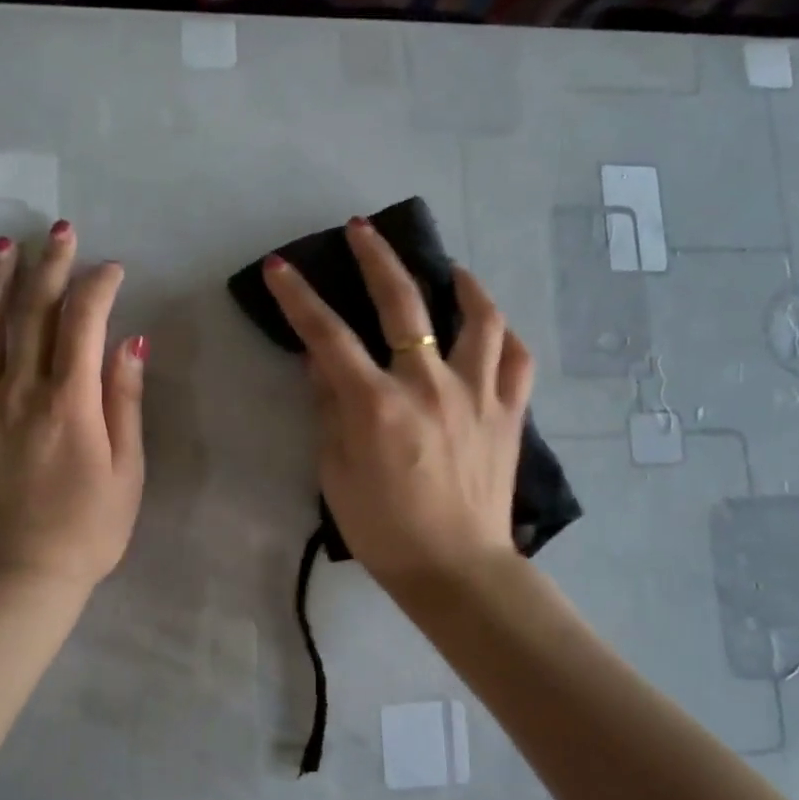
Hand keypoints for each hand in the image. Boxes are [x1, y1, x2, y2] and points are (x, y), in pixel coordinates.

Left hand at [0, 223, 146, 599]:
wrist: (14, 584)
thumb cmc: (85, 532)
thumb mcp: (126, 472)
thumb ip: (124, 403)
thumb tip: (130, 343)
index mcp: (69, 403)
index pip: (83, 323)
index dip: (98, 287)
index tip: (111, 269)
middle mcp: (18, 392)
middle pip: (31, 314)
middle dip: (48, 266)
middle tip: (57, 231)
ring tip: (0, 246)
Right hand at [261, 217, 532, 596]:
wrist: (457, 570)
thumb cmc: (385, 530)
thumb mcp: (336, 474)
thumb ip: (329, 411)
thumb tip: (322, 365)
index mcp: (377, 404)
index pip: (328, 336)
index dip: (299, 297)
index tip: (281, 267)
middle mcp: (429, 385)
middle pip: (402, 302)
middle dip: (377, 258)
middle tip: (362, 229)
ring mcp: (477, 395)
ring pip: (478, 318)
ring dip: (461, 283)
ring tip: (449, 269)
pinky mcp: (509, 413)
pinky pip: (516, 360)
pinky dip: (503, 336)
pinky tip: (489, 328)